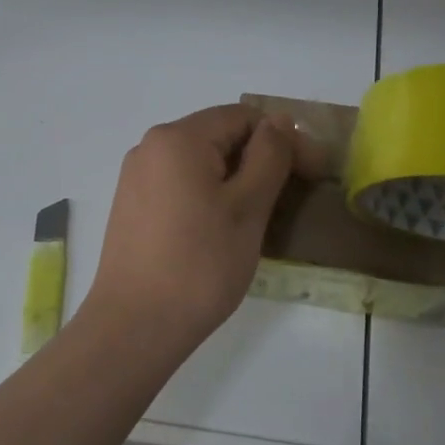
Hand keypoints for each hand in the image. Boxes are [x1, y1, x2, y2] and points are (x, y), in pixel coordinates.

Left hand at [83, 104, 322, 352]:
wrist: (135, 327)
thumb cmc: (200, 265)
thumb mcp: (247, 207)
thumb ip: (269, 156)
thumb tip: (280, 121)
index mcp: (178, 138)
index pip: (243, 117)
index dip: (284, 140)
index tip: (313, 175)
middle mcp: (150, 148)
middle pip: (219, 137)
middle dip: (260, 160)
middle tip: (293, 198)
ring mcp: (136, 178)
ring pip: (200, 164)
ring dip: (236, 180)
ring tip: (262, 216)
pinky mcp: (131, 207)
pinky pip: (180, 185)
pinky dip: (209, 196)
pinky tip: (223, 229)